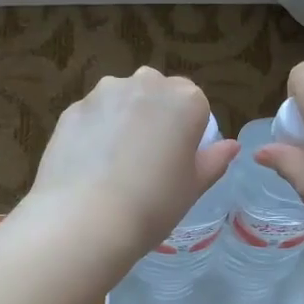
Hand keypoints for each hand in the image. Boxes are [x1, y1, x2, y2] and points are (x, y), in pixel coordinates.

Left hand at [17, 67, 239, 272]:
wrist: (85, 220)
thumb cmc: (153, 204)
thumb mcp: (194, 187)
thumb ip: (214, 160)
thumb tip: (231, 146)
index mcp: (185, 100)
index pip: (195, 103)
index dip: (188, 130)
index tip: (178, 159)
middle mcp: (145, 84)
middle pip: (157, 92)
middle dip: (155, 115)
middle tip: (148, 159)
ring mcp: (104, 94)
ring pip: (121, 99)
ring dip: (123, 119)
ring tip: (114, 163)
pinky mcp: (72, 110)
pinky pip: (92, 116)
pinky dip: (94, 132)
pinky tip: (89, 166)